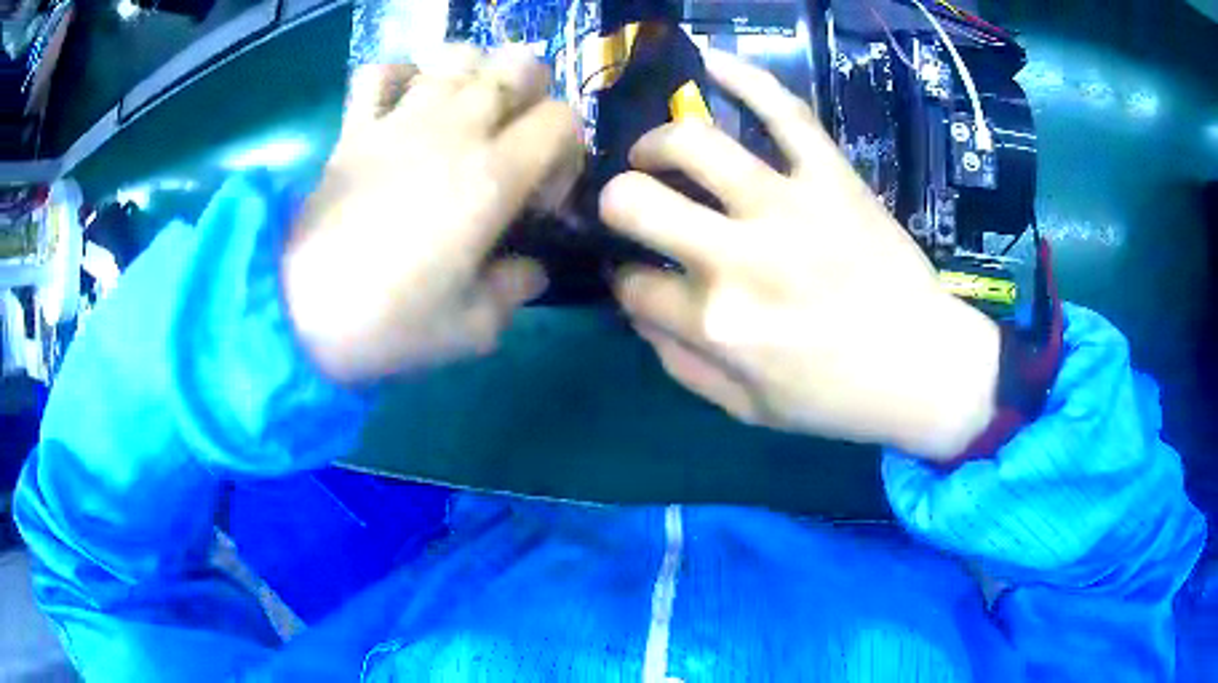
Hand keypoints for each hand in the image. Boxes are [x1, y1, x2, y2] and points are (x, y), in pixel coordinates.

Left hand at [283, 46, 582, 383]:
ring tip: (464, 113)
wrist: (296, 314)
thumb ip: (515, 290)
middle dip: (533, 96)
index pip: (563, 120)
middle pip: (519, 66)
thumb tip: (529, 269)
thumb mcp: (472, 329)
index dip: (568, 151)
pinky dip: (397, 76)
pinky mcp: (355, 128)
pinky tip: (402, 104)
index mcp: (493, 176)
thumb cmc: (388, 323)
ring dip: (474, 75)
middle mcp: (454, 130)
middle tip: (513, 139)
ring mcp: (399, 121)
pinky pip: (378, 73)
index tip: (540, 196)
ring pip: (456, 55)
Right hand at [600, 50, 1000, 460]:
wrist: (924, 369)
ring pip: (693, 143)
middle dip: (615, 202)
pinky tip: (711, 64)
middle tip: (632, 205)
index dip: (625, 279)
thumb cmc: (837, 398)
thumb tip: (637, 310)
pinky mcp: (832, 177)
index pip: (632, 284)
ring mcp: (789, 206)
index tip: (639, 275)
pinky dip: (745, 78)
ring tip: (658, 151)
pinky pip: (784, 111)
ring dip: (657, 142)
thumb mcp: (748, 409)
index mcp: (718, 323)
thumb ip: (680, 364)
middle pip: (634, 201)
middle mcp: (740, 257)